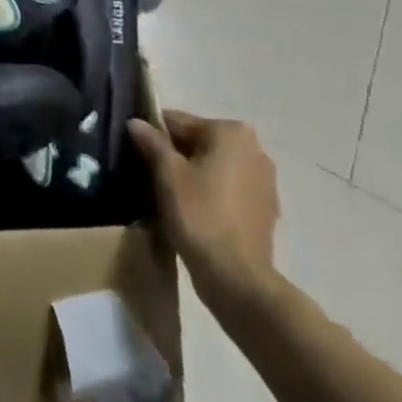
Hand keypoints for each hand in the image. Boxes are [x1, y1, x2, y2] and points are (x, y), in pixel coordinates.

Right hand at [129, 110, 281, 316]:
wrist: (237, 279)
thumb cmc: (200, 215)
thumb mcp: (167, 173)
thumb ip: (151, 141)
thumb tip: (136, 122)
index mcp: (231, 132)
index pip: (180, 121)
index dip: (154, 135)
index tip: (137, 154)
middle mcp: (254, 149)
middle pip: (199, 142)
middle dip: (175, 155)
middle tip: (151, 177)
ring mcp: (264, 180)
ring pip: (214, 166)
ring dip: (193, 175)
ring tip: (170, 197)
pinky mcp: (266, 209)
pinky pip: (228, 189)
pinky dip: (211, 193)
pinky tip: (194, 212)